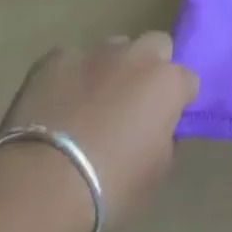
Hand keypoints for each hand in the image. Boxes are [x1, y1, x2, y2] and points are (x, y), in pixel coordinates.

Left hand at [0, 34, 198, 225]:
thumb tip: (159, 128)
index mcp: (168, 83)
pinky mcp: (55, 58)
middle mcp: (137, 56)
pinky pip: (71, 60)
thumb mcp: (156, 172)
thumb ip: (165, 140)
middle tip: (134, 101)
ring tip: (92, 102)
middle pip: (156, 45)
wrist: (43, 184)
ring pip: (114, 48)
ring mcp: (95, 52)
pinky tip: (58, 104)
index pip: (188, 79)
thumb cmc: (110, 186)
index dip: (178, 99)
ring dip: (111, 68)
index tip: (166, 120)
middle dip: (150, 67)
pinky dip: (70, 77)